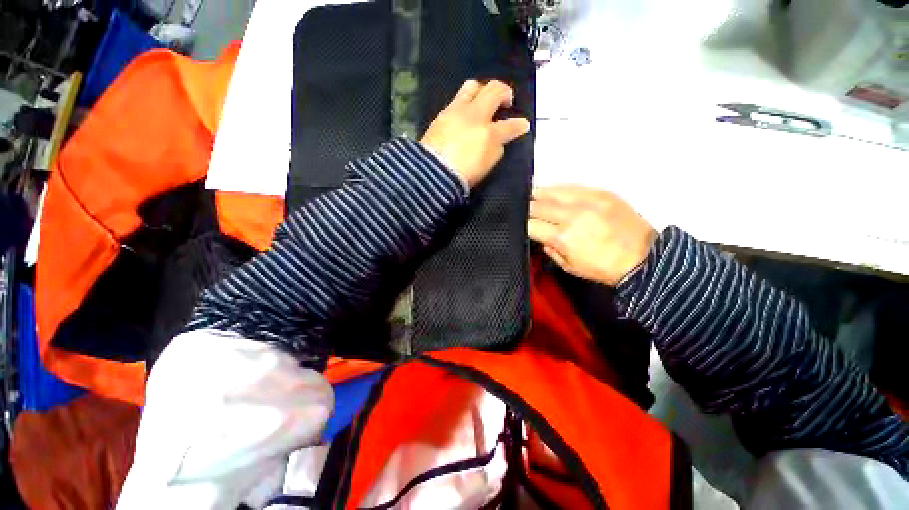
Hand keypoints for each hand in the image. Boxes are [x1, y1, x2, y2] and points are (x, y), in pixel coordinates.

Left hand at [420, 79, 530, 187]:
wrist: (433, 173)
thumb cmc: (463, 175)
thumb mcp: (487, 166)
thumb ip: (496, 149)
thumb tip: (499, 140)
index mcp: (489, 134)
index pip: (510, 126)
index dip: (520, 125)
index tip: (523, 125)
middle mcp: (475, 116)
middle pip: (494, 90)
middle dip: (505, 92)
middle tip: (506, 101)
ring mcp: (456, 111)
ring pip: (472, 86)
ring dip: (482, 90)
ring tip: (483, 100)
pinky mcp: (441, 114)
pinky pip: (456, 100)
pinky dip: (464, 103)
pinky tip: (463, 114)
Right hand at [528, 186, 657, 286]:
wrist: (643, 258)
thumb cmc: (602, 268)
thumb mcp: (569, 267)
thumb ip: (550, 249)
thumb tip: (541, 235)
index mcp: (562, 237)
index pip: (531, 224)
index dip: (522, 224)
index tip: (520, 224)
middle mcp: (571, 216)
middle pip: (537, 205)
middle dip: (527, 208)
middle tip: (523, 210)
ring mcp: (587, 201)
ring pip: (552, 191)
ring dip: (538, 194)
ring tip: (532, 196)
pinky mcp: (600, 193)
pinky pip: (571, 186)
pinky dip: (557, 190)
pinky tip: (552, 192)